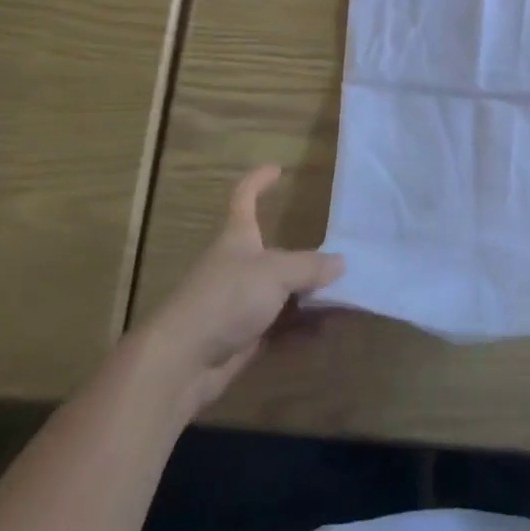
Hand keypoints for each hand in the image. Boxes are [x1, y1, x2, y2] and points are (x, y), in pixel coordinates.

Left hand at [135, 166, 343, 416]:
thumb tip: (341, 262)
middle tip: (342, 257)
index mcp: (238, 236)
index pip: (244, 197)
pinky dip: (302, 329)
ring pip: (282, 293)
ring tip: (346, 298)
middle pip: (274, 252)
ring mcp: (239, 302)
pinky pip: (280, 327)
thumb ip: (309, 266)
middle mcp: (238, 264)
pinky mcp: (243, 336)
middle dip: (306, 257)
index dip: (258, 180)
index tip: (278, 169)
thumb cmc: (226, 298)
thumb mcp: (275, 273)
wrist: (183, 361)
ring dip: (310, 296)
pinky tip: (328, 331)